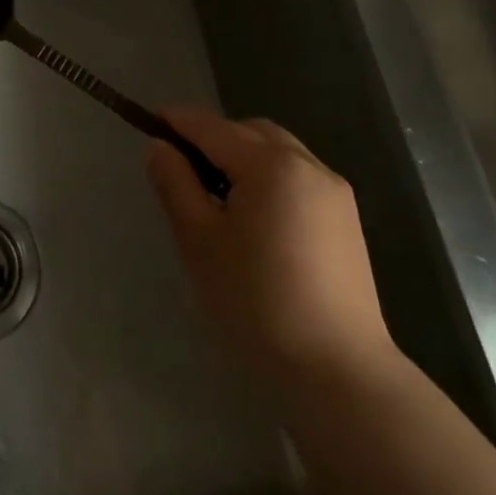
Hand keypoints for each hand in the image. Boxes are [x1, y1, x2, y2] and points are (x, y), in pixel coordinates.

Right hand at [147, 107, 396, 389]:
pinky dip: (269, 177)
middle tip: (182, 170)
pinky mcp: (347, 219)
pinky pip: (297, 176)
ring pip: (277, 151)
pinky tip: (255, 217)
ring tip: (218, 197)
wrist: (338, 373)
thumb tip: (159, 146)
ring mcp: (333, 191)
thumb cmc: (256, 303)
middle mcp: (307, 164)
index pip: (211, 127)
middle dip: (213, 138)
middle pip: (249, 132)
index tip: (148, 122)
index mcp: (270, 164)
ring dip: (243, 157)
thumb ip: (175, 184)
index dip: (176, 121)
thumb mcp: (199, 241)